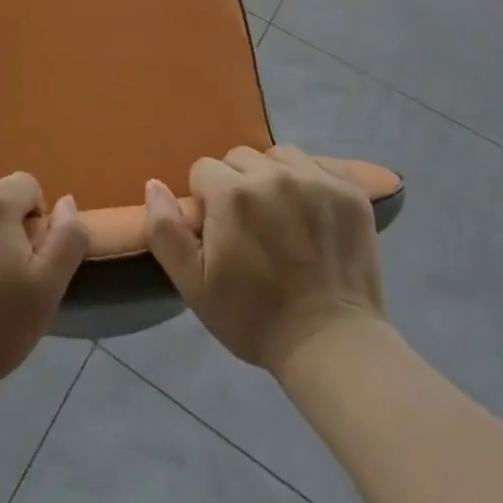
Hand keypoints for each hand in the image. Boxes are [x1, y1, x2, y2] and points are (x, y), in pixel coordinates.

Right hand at [145, 145, 385, 374]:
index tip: (219, 232)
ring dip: (273, 178)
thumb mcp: (194, 286)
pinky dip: (311, 182)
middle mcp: (273, 174)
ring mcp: (316, 178)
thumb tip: (153, 184)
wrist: (330, 345)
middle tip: (250, 227)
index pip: (204, 170)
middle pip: (241, 158)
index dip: (206, 200)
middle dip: (237, 185)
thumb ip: (166, 231)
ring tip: (282, 216)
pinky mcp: (349, 190)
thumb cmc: (254, 318)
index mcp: (232, 193)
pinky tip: (313, 214)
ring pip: (279, 157)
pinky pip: (319, 166)